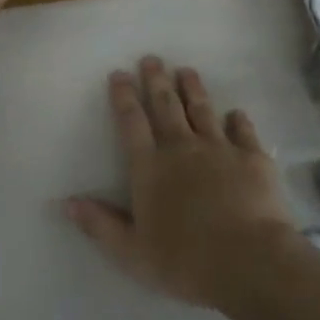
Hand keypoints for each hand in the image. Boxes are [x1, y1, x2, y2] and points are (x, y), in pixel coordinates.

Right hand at [65, 57, 299, 306]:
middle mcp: (182, 147)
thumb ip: (100, 224)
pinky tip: (236, 113)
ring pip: (202, 109)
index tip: (119, 73)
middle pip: (166, 106)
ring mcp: (220, 148)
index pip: (131, 123)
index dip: (123, 97)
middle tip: (152, 58)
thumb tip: (67, 202)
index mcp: (150, 167)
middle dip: (156, 80)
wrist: (249, 260)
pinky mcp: (252, 157)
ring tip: (187, 70)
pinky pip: (243, 131)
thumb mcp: (131, 252)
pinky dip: (238, 120)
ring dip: (193, 88)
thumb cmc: (185, 261)